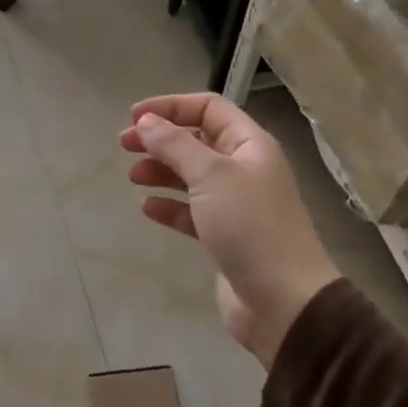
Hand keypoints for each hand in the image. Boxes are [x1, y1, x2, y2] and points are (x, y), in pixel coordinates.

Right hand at [120, 93, 340, 367]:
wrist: (283, 299)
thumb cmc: (250, 227)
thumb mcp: (211, 176)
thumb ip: (175, 146)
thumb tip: (146, 122)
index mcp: (250, 145)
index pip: (209, 108)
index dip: (171, 106)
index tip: (133, 117)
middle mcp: (245, 169)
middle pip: (198, 141)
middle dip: (161, 139)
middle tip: (124, 145)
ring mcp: (236, 204)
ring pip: (192, 176)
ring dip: (162, 171)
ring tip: (133, 176)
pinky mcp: (225, 236)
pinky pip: (192, 212)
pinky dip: (170, 206)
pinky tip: (148, 209)